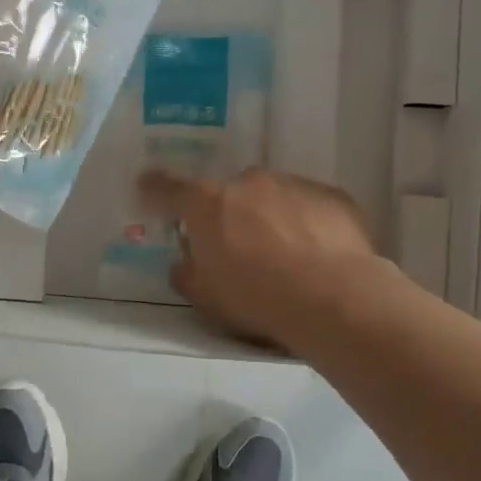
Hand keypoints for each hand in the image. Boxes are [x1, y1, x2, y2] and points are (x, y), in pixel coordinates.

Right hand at [138, 167, 384, 349]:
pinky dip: (307, 223)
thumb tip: (183, 265)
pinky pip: (310, 206)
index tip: (147, 186)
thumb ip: (188, 275)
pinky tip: (318, 254)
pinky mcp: (332, 196)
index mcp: (208, 204)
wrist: (333, 296)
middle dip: (230, 214)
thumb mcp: (207, 297)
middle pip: (230, 193)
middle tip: (239, 247)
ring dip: (271, 217)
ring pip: (273, 196)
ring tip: (286, 256)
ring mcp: (293, 184)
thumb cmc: (257, 297)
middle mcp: (248, 182)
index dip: (155, 188)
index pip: (170, 188)